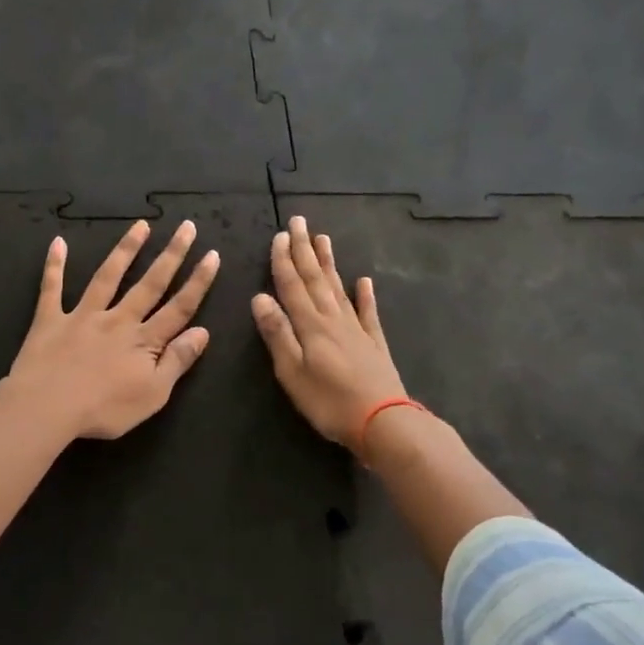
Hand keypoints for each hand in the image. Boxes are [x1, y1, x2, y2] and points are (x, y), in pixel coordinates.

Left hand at [6, 219, 220, 440]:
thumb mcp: (153, 394)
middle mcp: (118, 319)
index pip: (179, 307)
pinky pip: (52, 288)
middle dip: (171, 255)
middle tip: (186, 226)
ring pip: (108, 276)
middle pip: (150, 283)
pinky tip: (58, 242)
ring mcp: (83, 316)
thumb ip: (177, 361)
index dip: (198, 282)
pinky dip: (55, 264)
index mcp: (144, 340)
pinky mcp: (50, 319)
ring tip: (141, 226)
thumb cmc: (104, 409)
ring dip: (126, 249)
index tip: (212, 254)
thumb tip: (203, 332)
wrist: (47, 407)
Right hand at [252, 216, 406, 448]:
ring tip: (323, 239)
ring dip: (329, 263)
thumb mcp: (292, 372)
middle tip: (299, 222)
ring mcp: (357, 330)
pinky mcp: (374, 344)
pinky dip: (365, 295)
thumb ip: (278, 334)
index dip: (284, 261)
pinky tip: (365, 281)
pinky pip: (368, 313)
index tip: (279, 235)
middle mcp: (334, 319)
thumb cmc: (330, 402)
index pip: (292, 286)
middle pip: (316, 278)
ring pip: (339, 288)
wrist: (383, 422)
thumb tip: (259, 297)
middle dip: (304, 250)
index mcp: (311, 326)